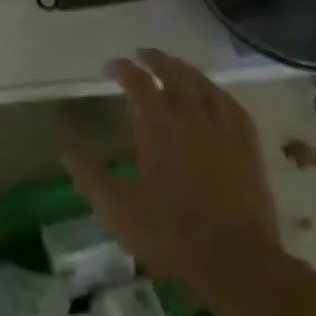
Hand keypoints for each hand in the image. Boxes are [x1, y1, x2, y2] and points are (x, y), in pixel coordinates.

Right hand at [64, 49, 282, 308]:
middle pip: (173, 73)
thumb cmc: (171, 234)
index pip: (137, 82)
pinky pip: (232, 105)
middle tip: (144, 54)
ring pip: (204, 84)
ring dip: (186, 70)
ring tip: (176, 67)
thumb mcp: (118, 210)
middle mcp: (190, 116)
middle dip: (156, 59)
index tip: (111, 65)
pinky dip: (218, 93)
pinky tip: (216, 96)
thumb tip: (67, 153)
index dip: (123, 68)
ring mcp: (223, 128)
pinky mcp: (248, 146)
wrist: (236, 261)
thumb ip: (91, 178)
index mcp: (158, 125)